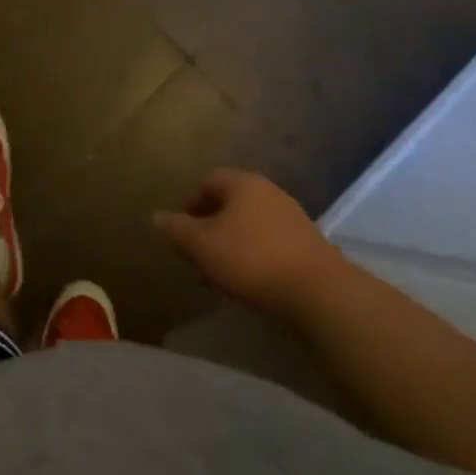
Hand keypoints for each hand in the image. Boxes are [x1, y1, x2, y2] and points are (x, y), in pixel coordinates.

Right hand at [155, 169, 347, 311]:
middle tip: (198, 256)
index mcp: (242, 182)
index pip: (207, 182)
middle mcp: (268, 191)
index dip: (189, 205)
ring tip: (221, 275)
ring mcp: (292, 217)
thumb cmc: (251, 259)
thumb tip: (156, 216)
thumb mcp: (202, 245)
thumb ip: (176, 228)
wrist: (319, 293)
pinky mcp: (308, 244)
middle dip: (210, 228)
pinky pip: (270, 243)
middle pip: (230, 203)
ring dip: (232, 244)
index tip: (181, 232)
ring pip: (250, 225)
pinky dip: (255, 256)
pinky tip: (250, 282)